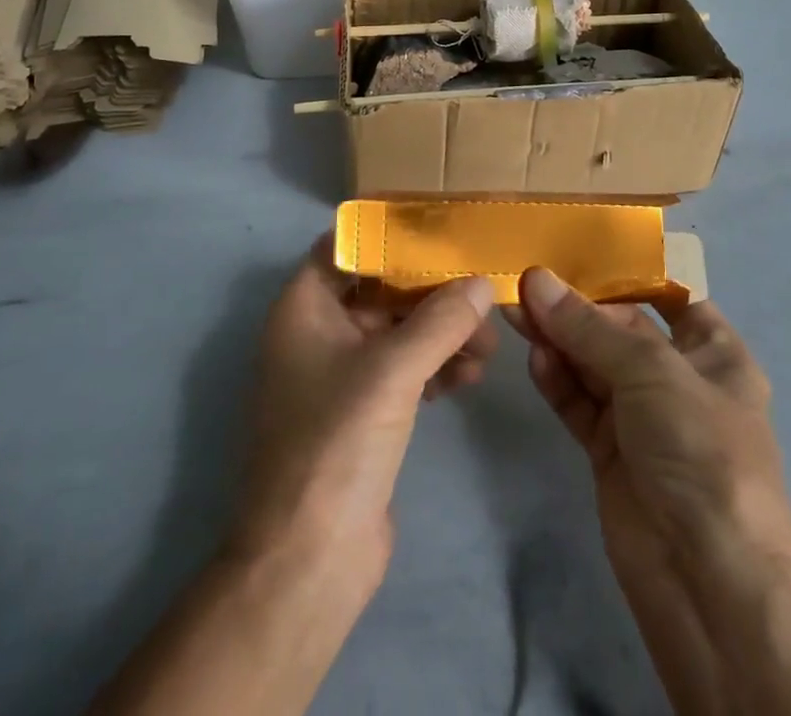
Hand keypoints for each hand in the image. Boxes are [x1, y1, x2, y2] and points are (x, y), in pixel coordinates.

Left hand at [232, 235, 497, 594]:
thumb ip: (441, 320)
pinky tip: (469, 377)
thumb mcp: (392, 369)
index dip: (391, 235)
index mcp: (304, 307)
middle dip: (432, 293)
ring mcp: (339, 375)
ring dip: (440, 333)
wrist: (307, 561)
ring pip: (397, 332)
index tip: (442, 229)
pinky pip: (403, 370)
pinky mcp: (362, 413)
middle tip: (481, 298)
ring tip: (486, 349)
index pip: (347, 246)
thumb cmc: (337, 443)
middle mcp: (317, 332)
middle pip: (381, 289)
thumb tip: (481, 282)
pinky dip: (434, 366)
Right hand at [507, 268, 790, 712]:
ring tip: (517, 312)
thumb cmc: (700, 451)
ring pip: (592, 364)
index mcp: (714, 354)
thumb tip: (536, 279)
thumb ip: (587, 327)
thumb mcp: (651, 372)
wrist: (708, 581)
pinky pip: (579, 402)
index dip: (628, 275)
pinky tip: (535, 358)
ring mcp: (642, 417)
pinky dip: (557, 380)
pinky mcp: (610, 450)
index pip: (670, 298)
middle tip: (526, 284)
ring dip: (558, 339)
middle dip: (577, 308)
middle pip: (620, 329)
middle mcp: (678, 379)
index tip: (577, 251)